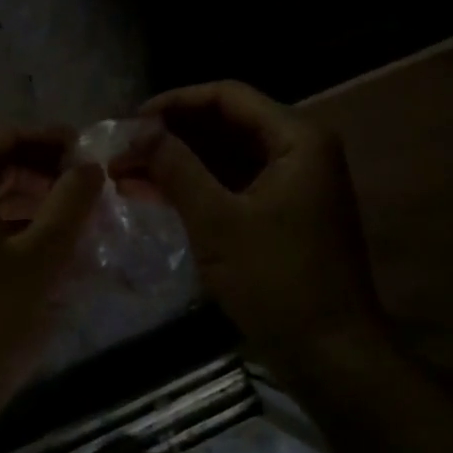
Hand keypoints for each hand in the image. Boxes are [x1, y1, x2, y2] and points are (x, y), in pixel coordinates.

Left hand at [0, 127, 103, 446]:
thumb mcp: (41, 258)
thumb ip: (70, 203)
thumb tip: (92, 163)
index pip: (6, 138)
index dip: (52, 139)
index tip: (92, 153)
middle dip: (47, 172)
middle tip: (92, 188)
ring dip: (37, 203)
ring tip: (82, 219)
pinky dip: (20, 230)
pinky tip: (54, 250)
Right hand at [139, 81, 383, 372]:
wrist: (331, 357)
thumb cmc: (278, 282)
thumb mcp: (218, 221)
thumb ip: (176, 167)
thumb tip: (137, 130)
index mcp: (296, 139)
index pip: (227, 96)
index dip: (174, 102)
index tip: (129, 121)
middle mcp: (298, 150)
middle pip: (224, 123)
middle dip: (170, 134)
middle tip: (120, 149)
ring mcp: (291, 182)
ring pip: (224, 155)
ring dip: (177, 161)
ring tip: (124, 171)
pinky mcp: (281, 212)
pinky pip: (231, 183)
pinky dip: (194, 186)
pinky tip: (151, 193)